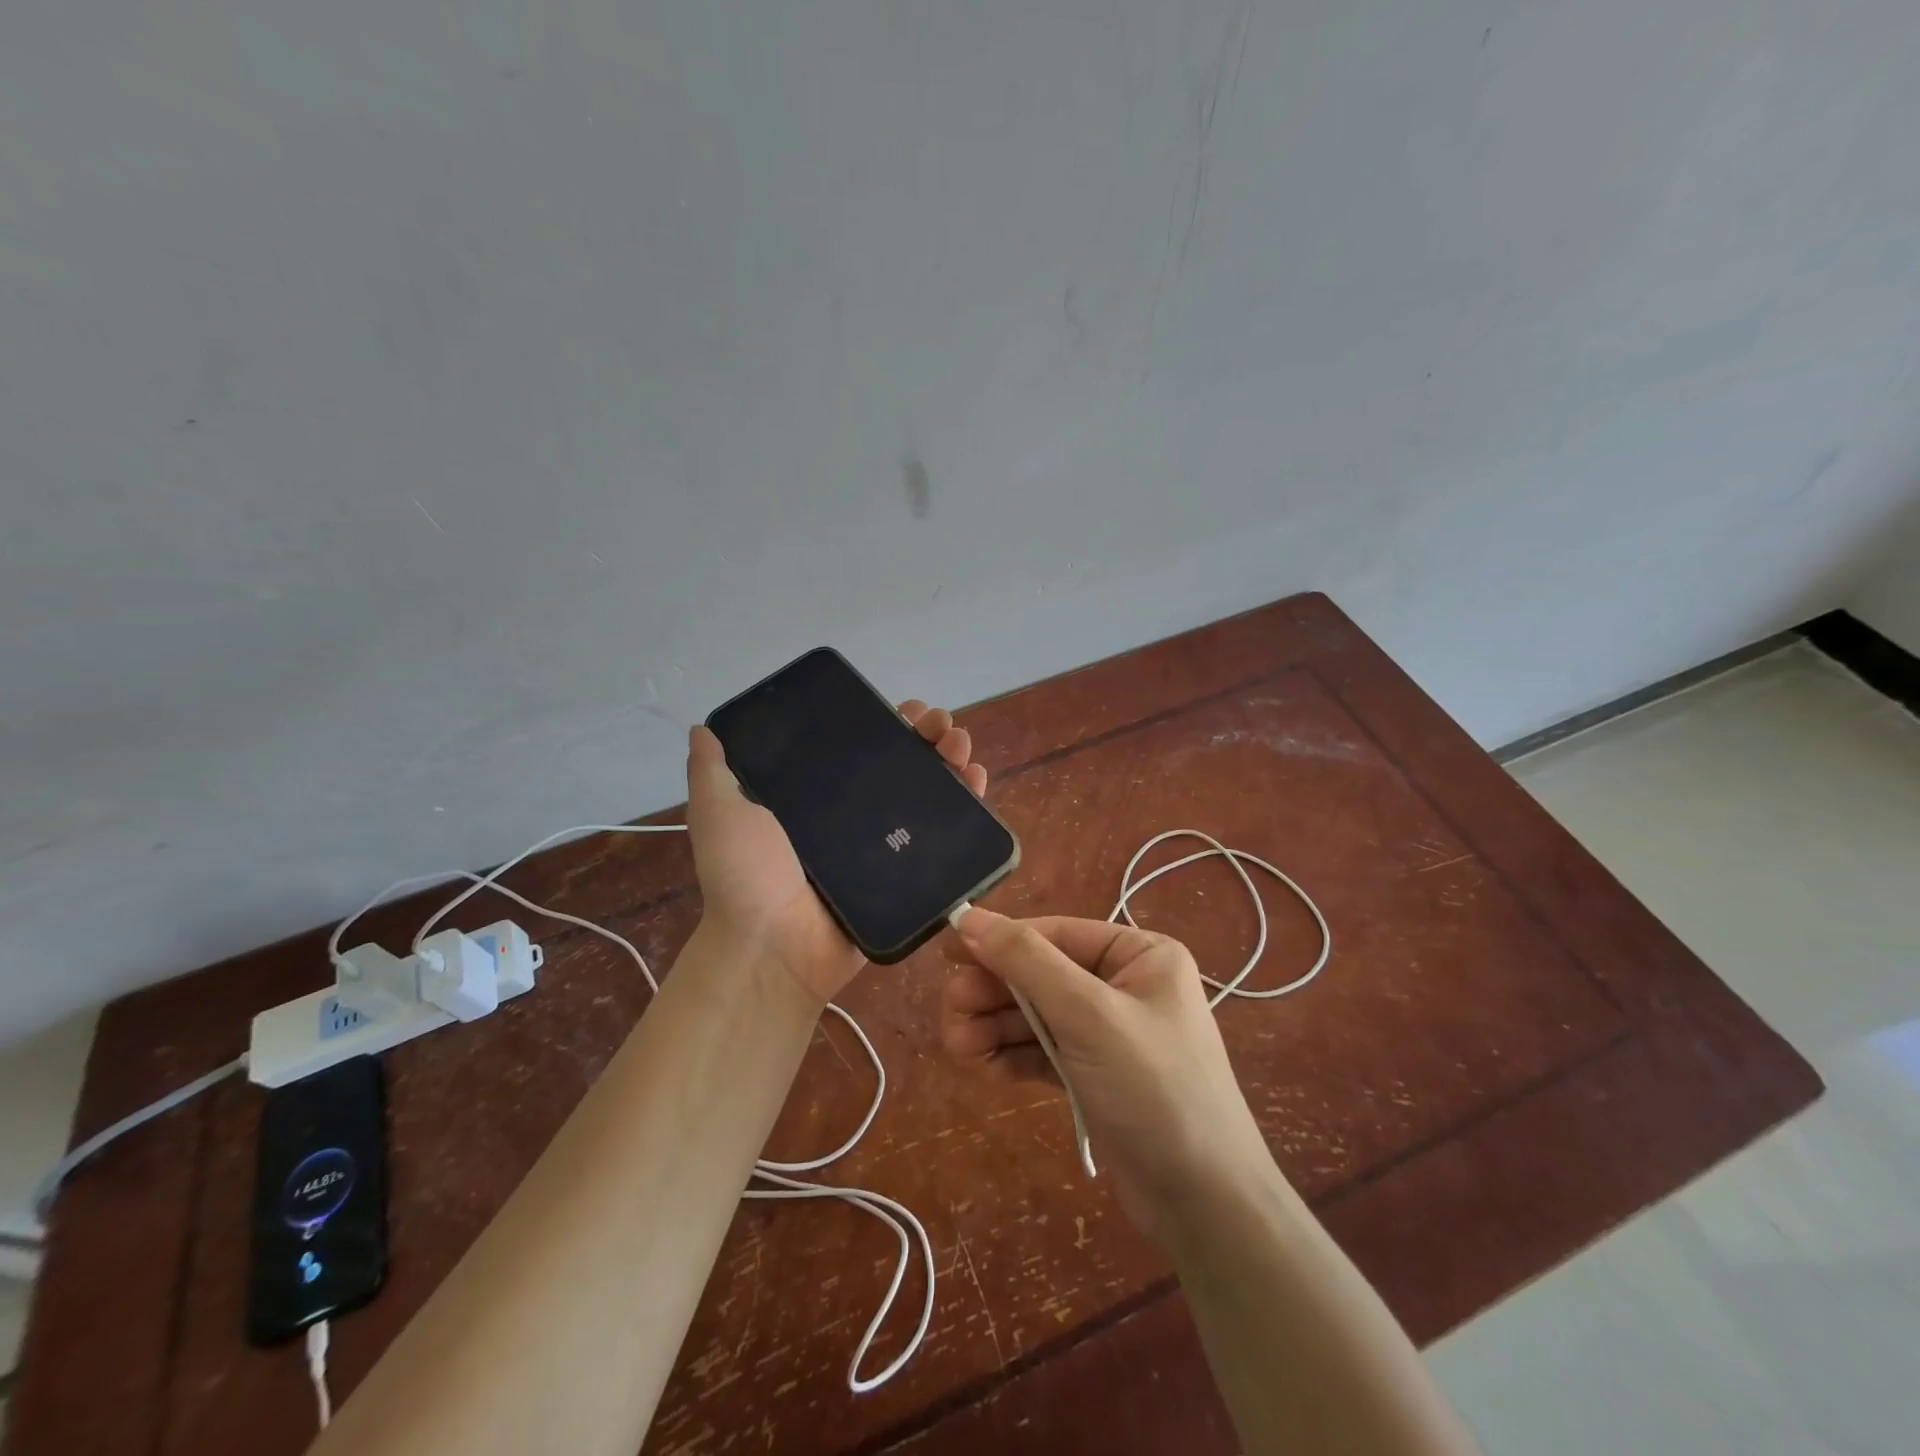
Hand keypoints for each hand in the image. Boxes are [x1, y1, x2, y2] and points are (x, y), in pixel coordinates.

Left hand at [686, 701, 988, 1005]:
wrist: (773, 948)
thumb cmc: (747, 877)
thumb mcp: (720, 813)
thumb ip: (712, 771)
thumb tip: (703, 727)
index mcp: (818, 797)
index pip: (860, 748)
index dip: (887, 724)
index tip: (906, 709)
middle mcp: (855, 817)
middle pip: (903, 766)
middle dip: (928, 737)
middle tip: (942, 725)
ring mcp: (884, 847)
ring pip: (928, 794)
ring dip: (951, 762)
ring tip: (961, 747)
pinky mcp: (907, 875)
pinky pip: (942, 839)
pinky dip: (966, 808)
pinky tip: (976, 782)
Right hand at [942, 910, 1273, 1238]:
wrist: (1206, 1205)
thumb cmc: (1154, 1090)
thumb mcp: (1088, 1015)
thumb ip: (1027, 962)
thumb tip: (969, 917)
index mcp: (1140, 954)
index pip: (1055, 934)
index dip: (1000, 941)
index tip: (947, 954)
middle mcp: (1125, 984)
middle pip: (1041, 974)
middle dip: (994, 994)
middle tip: (951, 1012)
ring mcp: (1109, 1032)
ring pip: (1037, 1014)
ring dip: (994, 1027)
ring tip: (956, 1046)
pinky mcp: (1095, 1073)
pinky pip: (1044, 1049)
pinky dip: (1012, 1054)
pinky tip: (980, 1065)